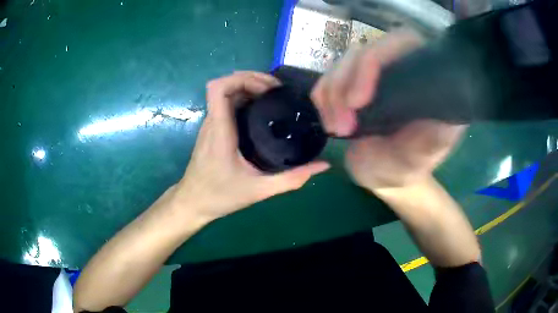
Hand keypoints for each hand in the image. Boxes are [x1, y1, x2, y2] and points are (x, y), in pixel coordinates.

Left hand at [174, 72, 329, 222]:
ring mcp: (210, 125)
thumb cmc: (219, 196)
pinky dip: (244, 99)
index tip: (267, 88)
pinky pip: (226, 105)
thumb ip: (291, 179)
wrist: (193, 203)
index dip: (242, 78)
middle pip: (225, 85)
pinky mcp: (212, 131)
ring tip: (273, 97)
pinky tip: (262, 112)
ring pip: (226, 94)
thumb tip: (322, 166)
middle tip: (277, 91)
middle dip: (251, 80)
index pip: (219, 88)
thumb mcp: (259, 190)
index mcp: (220, 130)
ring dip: (248, 88)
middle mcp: (212, 122)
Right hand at [311, 31, 465, 189]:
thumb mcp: (417, 160)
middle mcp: (399, 66)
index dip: (374, 61)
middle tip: (341, 126)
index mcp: (424, 77)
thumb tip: (440, 116)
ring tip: (336, 129)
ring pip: (343, 63)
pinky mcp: (353, 82)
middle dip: (345, 85)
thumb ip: (428, 142)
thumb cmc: (405, 169)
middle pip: (364, 50)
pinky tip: (330, 121)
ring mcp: (374, 72)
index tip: (358, 101)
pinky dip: (323, 97)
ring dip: (332, 94)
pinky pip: (329, 77)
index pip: (401, 43)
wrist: (382, 174)